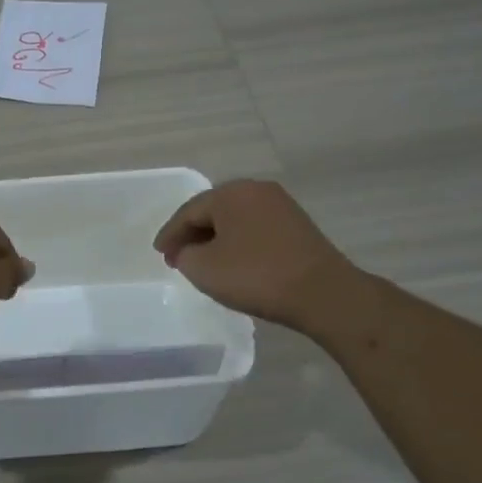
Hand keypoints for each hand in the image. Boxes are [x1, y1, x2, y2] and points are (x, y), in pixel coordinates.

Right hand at [152, 179, 351, 329]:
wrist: (322, 293)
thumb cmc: (256, 276)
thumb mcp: (203, 269)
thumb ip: (185, 254)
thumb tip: (190, 250)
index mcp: (230, 193)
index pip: (188, 212)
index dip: (170, 234)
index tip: (159, 254)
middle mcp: (256, 190)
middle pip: (213, 211)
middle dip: (192, 234)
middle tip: (177, 257)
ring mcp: (281, 205)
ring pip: (235, 219)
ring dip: (216, 239)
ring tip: (203, 262)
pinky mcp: (297, 225)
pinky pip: (255, 229)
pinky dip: (238, 242)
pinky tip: (233, 262)